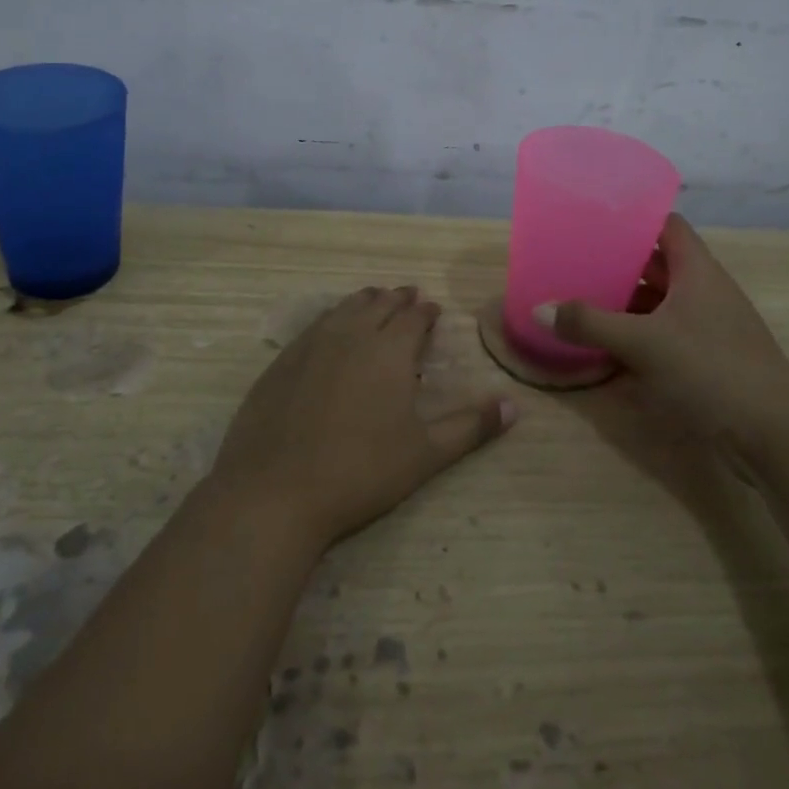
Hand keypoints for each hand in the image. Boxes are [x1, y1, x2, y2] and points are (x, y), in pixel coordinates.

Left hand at [207, 286, 514, 551]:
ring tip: (374, 302)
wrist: (275, 491)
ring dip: (364, 301)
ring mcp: (311, 344)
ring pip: (344, 307)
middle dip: (397, 299)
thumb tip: (514, 407)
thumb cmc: (360, 471)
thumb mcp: (425, 454)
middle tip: (408, 297)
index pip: (413, 316)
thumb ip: (470, 427)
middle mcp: (351, 334)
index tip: (433, 310)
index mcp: (389, 350)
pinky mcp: (282, 360)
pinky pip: (315, 324)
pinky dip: (333, 318)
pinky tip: (331, 330)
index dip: (425, 311)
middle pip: (378, 304)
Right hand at [537, 214, 788, 458]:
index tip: (596, 220)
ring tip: (582, 299)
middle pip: (658, 265)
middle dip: (620, 263)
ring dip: (626, 302)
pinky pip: (666, 334)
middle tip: (576, 261)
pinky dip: (638, 335)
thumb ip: (589, 324)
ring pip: (661, 302)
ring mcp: (709, 327)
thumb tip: (539, 308)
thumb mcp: (643, 343)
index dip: (635, 218)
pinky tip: (608, 345)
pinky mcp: (708, 360)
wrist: (777, 437)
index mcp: (697, 271)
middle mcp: (705, 291)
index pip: (667, 226)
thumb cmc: (712, 370)